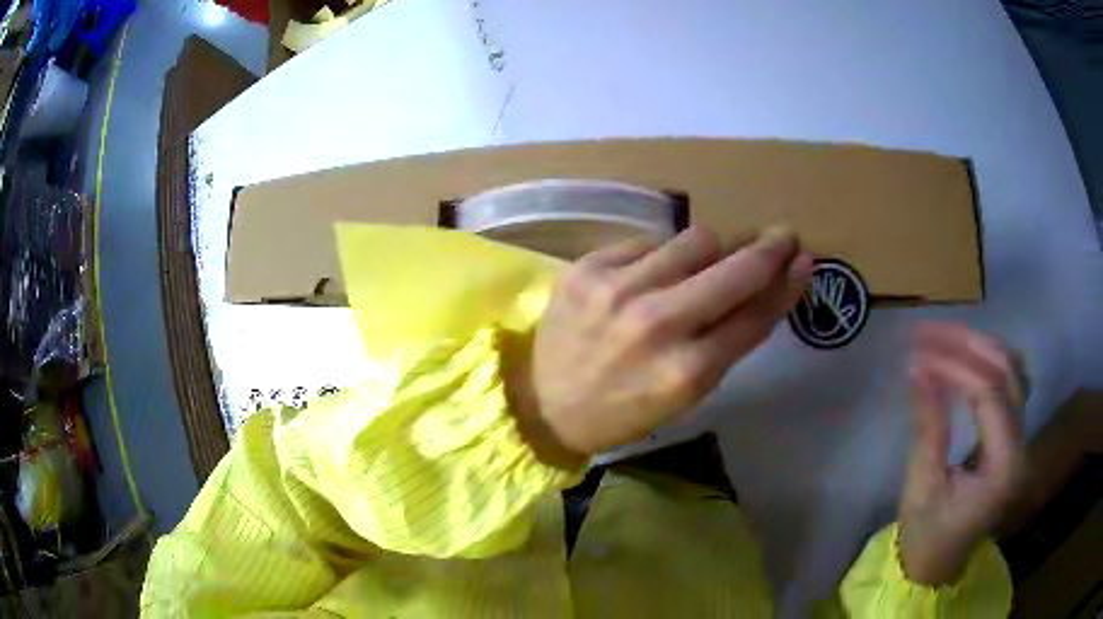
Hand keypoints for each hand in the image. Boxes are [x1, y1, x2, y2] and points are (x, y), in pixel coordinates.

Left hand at [505, 226, 813, 467]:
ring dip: (714, 249)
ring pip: (696, 239)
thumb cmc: (621, 409)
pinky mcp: (588, 267)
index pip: (756, 315)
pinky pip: (648, 242)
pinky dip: (661, 256)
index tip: (803, 260)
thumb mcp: (685, 395)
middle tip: (782, 236)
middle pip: (735, 268)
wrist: (541, 402)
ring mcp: (619, 289)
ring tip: (710, 260)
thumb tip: (766, 287)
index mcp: (687, 372)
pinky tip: (652, 274)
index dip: (788, 284)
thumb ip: (728, 342)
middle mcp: (658, 324)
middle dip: (768, 248)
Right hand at [899, 323, 1027, 585]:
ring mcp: (1021, 438)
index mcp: (1004, 466)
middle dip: (968, 345)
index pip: (990, 395)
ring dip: (981, 347)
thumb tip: (918, 367)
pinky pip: (1011, 383)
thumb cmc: (926, 535)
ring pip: (1014, 370)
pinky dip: (989, 362)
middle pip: (1007, 372)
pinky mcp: (1013, 436)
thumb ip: (928, 425)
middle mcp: (1022, 445)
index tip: (919, 353)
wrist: (938, 565)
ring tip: (945, 338)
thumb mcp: (922, 486)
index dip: (956, 367)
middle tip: (928, 332)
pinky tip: (968, 357)